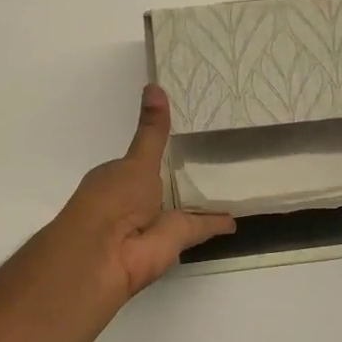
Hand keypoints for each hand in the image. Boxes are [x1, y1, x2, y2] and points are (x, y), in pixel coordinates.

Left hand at [46, 85, 235, 304]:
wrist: (106, 256)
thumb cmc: (112, 200)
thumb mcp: (137, 161)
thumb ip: (152, 131)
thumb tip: (154, 85)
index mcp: (119, 177)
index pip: (143, 156)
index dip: (159, 145)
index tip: (185, 130)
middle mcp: (136, 199)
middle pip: (165, 182)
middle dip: (183, 173)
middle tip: (215, 151)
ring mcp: (157, 221)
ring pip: (182, 205)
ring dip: (200, 199)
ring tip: (229, 179)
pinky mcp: (177, 240)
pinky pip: (200, 226)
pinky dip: (216, 222)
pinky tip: (234, 216)